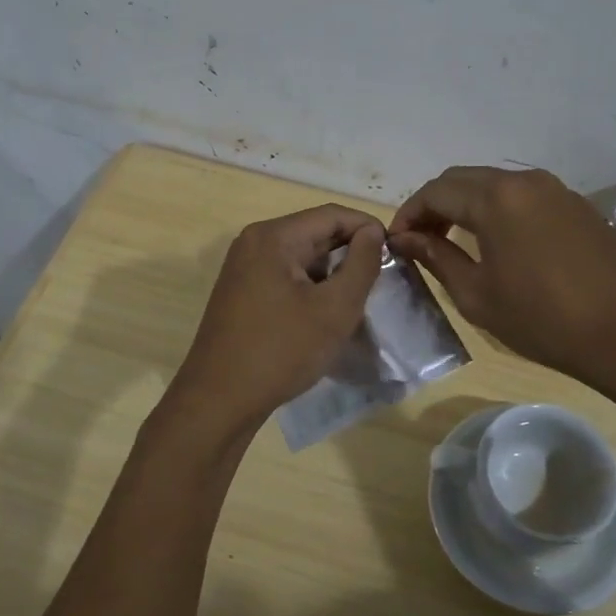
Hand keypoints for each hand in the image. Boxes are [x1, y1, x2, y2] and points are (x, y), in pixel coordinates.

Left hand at [170, 204, 385, 427]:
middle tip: (380, 279)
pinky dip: (310, 286)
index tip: (396, 253)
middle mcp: (253, 242)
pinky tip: (325, 313)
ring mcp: (243, 267)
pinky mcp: (241, 292)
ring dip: (331, 272)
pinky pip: (284, 275)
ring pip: (300, 256)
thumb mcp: (335, 309)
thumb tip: (373, 232)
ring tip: (357, 299)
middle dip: (350, 252)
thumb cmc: (281, 351)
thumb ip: (362, 264)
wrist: (219, 400)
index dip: (368, 228)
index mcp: (273, 237)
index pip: (331, 214)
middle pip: (314, 232)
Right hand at [390, 166, 615, 385]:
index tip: (397, 242)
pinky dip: (498, 210)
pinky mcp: (576, 204)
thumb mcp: (477, 295)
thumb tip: (407, 239)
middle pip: (463, 180)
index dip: (409, 213)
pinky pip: (523, 196)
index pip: (435, 191)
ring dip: (466, 205)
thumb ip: (437, 258)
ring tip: (454, 241)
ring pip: (495, 184)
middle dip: (435, 205)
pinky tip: (497, 242)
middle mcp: (524, 180)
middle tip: (421, 240)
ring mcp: (555, 189)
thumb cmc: (543, 319)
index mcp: (495, 198)